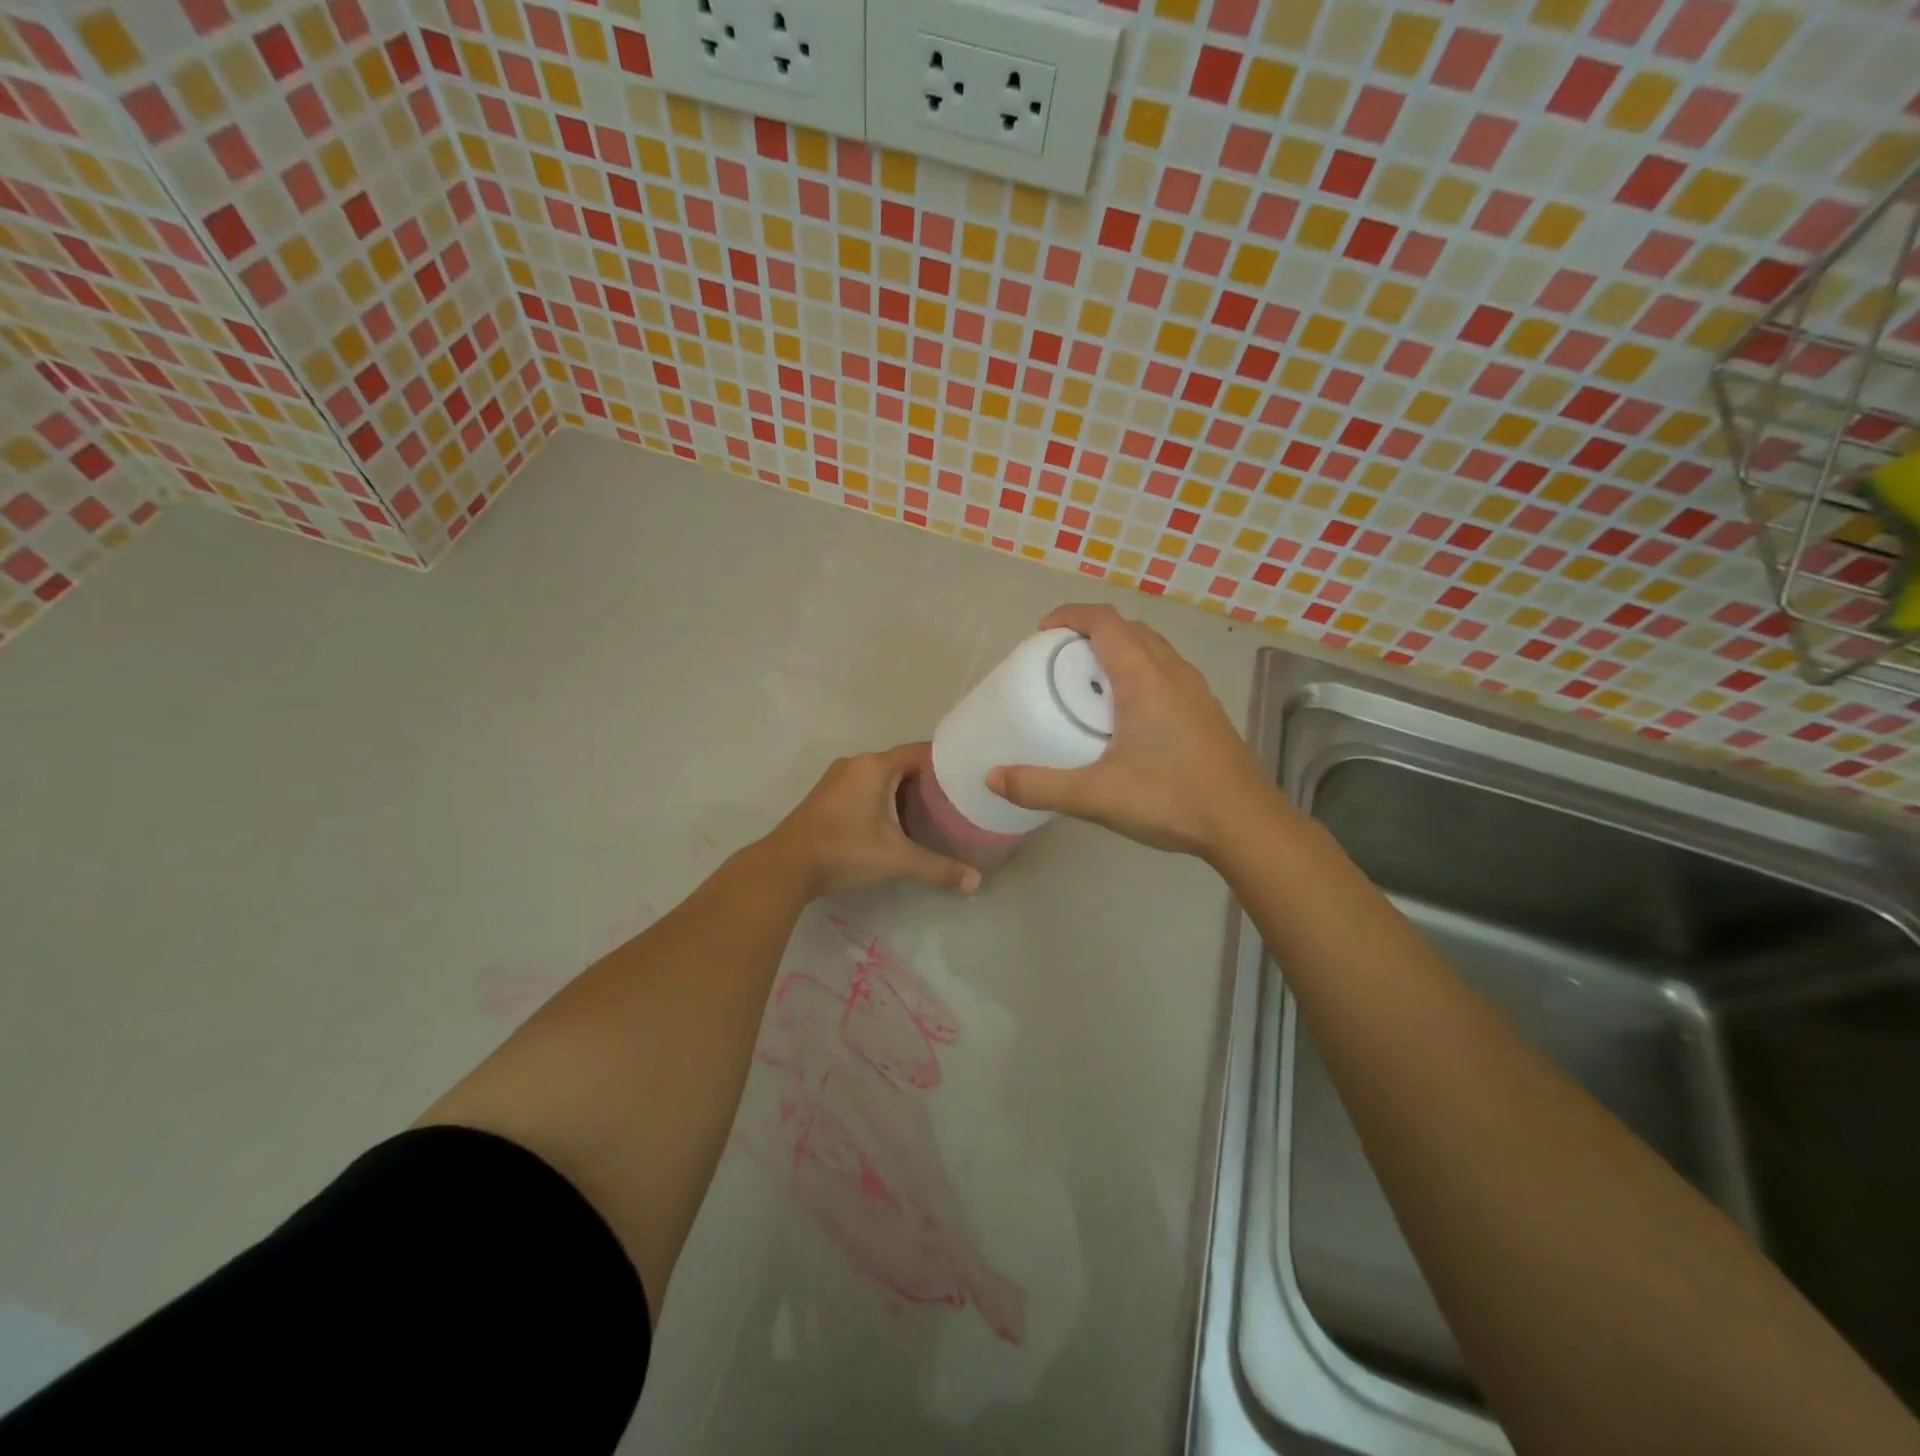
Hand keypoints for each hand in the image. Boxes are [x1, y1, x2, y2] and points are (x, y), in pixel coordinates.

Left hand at [765, 742, 981, 897]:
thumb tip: (976, 882)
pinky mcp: (826, 796)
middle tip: (955, 801)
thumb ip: (938, 868)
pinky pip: (864, 787)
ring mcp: (837, 779)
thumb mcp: (896, 860)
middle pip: (902, 764)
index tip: (967, 777)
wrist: (784, 867)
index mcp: (875, 767)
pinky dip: (883, 799)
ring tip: (931, 813)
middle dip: (927, 782)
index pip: (921, 752)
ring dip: (904, 792)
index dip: (946, 762)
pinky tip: (894, 823)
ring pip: (881, 777)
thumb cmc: (844, 852)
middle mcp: (856, 764)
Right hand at [986, 604, 1279, 859]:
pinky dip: (1142, 670)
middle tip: (1062, 659)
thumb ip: (1041, 786)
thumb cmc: (1170, 800)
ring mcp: (1196, 691)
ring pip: (1154, 649)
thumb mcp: (1096, 796)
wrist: (1246, 824)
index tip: (1044, 631)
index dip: (1072, 615)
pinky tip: (1130, 715)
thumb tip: (993, 777)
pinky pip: (1168, 671)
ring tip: (1093, 683)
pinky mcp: (1208, 711)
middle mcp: (1173, 673)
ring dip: (1121, 650)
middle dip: (1093, 632)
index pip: (1105, 622)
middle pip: (1130, 629)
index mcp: (1144, 679)